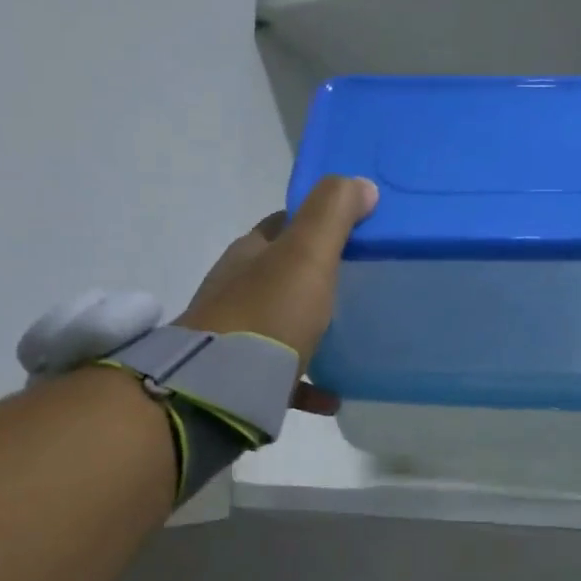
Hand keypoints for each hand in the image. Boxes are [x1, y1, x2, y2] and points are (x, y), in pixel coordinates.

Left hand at [176, 175, 377, 414]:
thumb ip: (332, 214)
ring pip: (279, 324)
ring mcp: (236, 336)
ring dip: (309, 327)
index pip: (282, 225)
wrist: (221, 387)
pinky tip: (333, 395)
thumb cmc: (269, 313)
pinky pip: (283, 377)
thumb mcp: (306, 254)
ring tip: (349, 337)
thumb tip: (360, 184)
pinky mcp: (241, 378)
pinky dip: (308, 382)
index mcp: (250, 254)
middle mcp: (237, 290)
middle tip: (359, 284)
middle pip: (281, 275)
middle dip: (314, 276)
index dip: (316, 222)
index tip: (354, 231)